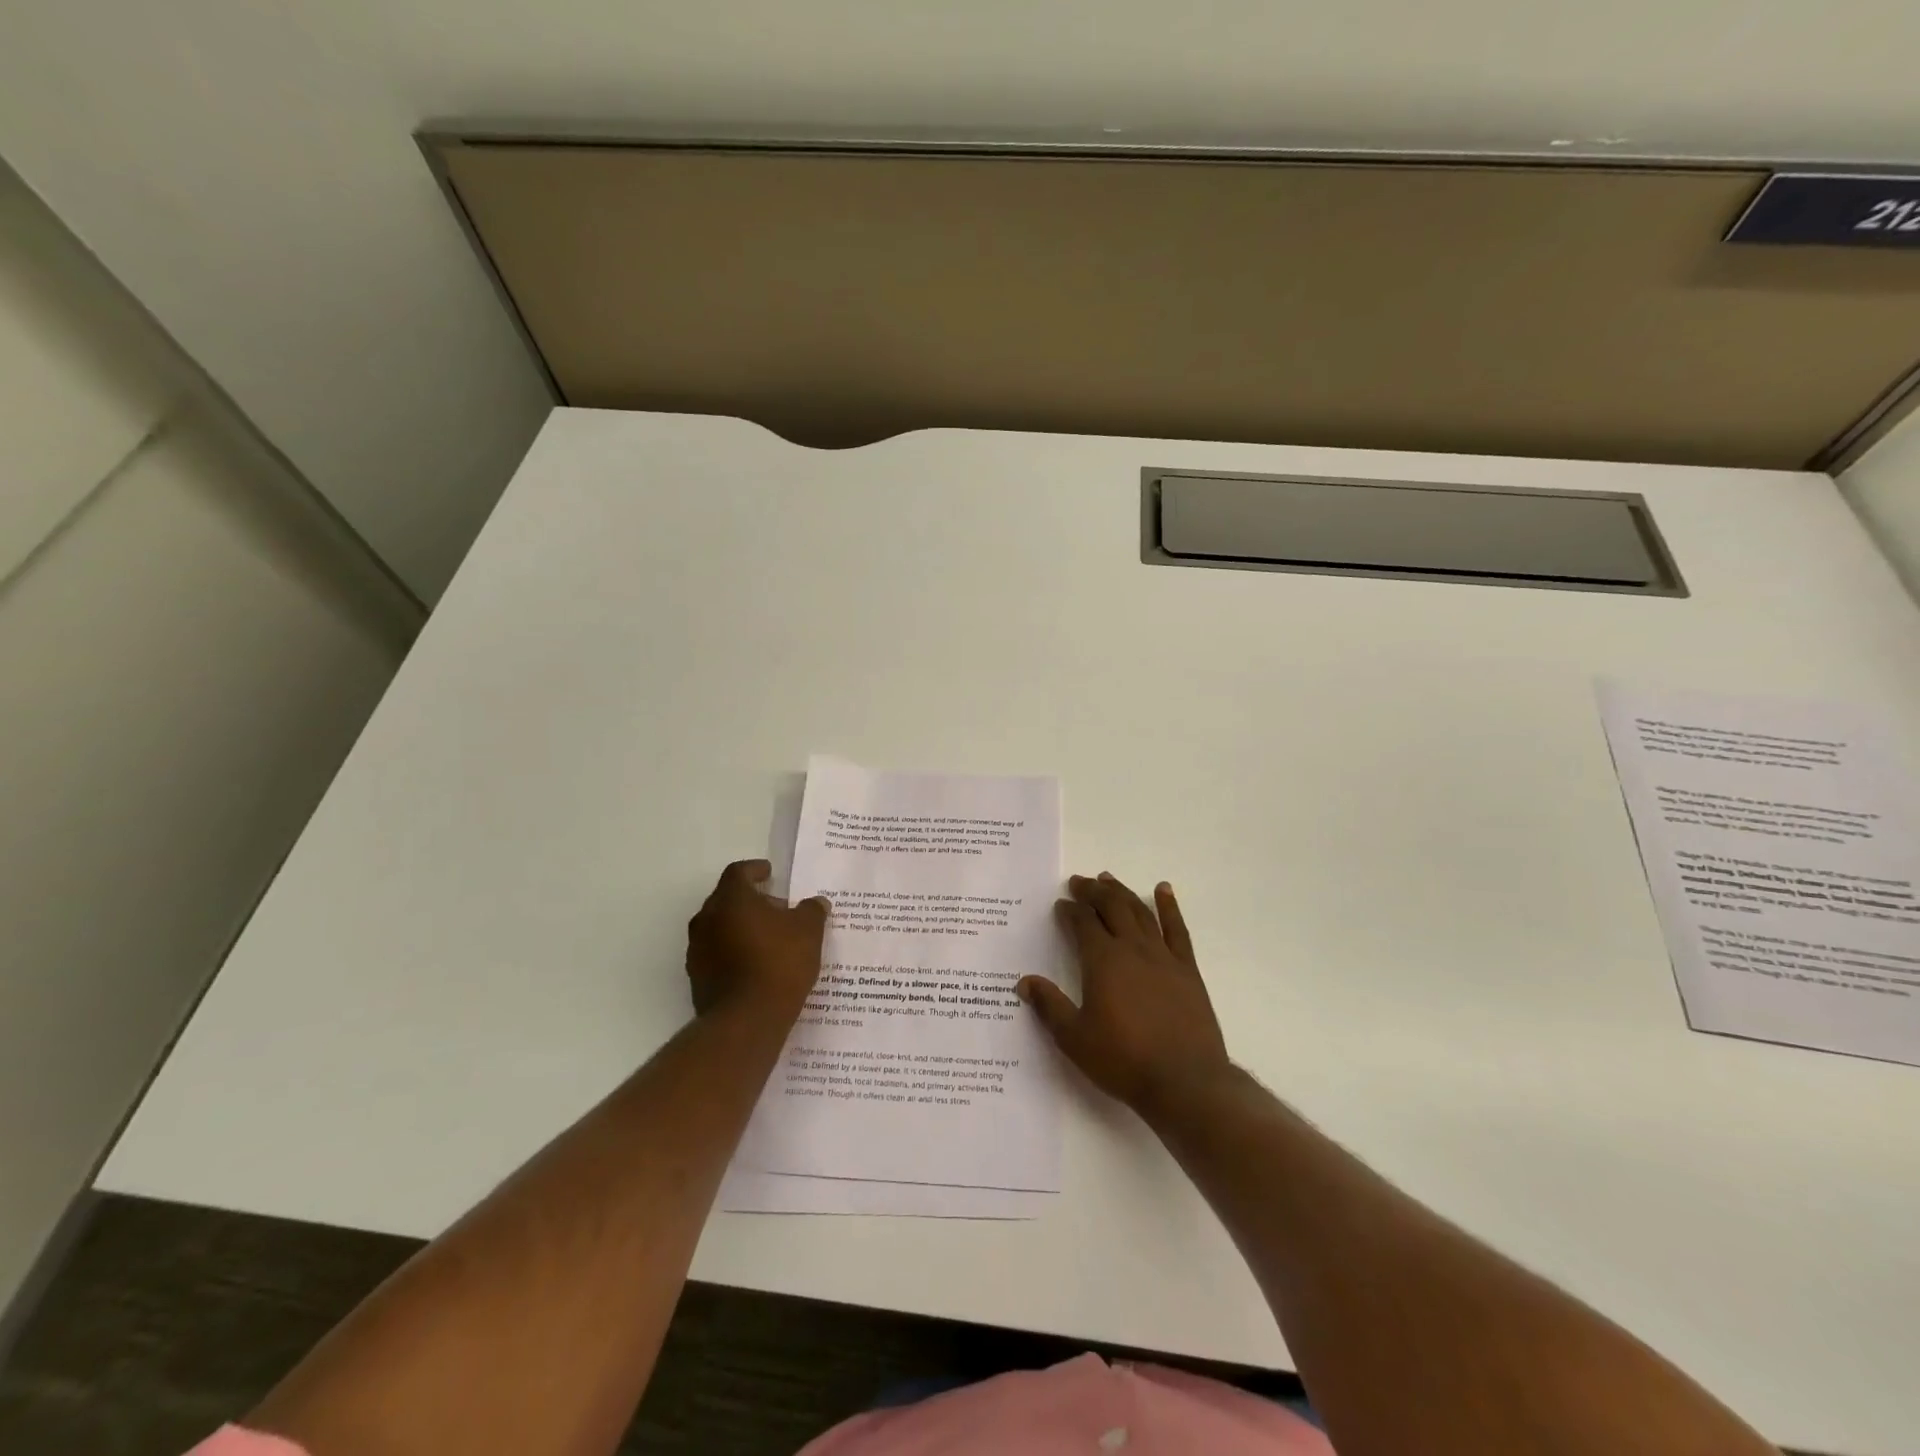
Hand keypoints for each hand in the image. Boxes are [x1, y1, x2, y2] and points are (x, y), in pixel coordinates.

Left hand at [686, 860, 829, 1019]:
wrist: (746, 1020)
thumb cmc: (779, 963)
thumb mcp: (808, 931)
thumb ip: (811, 911)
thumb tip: (815, 903)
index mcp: (731, 899)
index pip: (738, 872)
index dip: (755, 870)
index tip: (770, 873)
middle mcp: (707, 919)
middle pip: (727, 899)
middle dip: (752, 900)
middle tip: (777, 908)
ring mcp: (698, 950)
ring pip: (720, 927)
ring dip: (741, 927)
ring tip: (770, 939)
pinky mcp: (697, 978)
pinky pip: (717, 953)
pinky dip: (735, 951)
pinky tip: (757, 964)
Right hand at [1019, 873, 1231, 1118]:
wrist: (1185, 1082)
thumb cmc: (1124, 1060)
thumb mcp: (1075, 1038)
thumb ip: (1050, 1007)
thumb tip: (1025, 982)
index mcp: (1103, 961)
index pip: (1083, 923)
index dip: (1070, 910)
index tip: (1061, 904)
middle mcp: (1132, 948)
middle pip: (1111, 907)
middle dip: (1093, 891)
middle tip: (1080, 882)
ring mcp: (1163, 956)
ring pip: (1140, 912)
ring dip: (1122, 892)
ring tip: (1108, 879)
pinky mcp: (1187, 969)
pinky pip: (1177, 929)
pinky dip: (1168, 906)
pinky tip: (1163, 890)